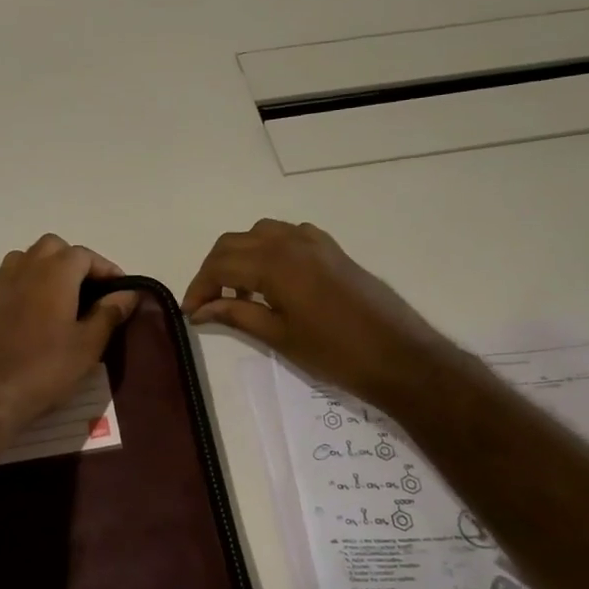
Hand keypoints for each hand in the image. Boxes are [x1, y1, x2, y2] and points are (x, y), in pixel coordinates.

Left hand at [0, 235, 139, 441]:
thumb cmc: (45, 368)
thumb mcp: (88, 345)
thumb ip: (109, 313)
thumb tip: (128, 293)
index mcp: (55, 273)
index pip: (85, 255)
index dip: (106, 269)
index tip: (121, 291)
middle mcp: (26, 268)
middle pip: (53, 247)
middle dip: (75, 262)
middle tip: (92, 292)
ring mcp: (1, 283)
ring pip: (27, 258)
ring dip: (47, 268)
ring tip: (63, 297)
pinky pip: (10, 278)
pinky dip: (27, 283)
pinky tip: (35, 312)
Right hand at [181, 220, 440, 403]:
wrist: (398, 355)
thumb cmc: (334, 352)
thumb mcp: (278, 336)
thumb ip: (236, 315)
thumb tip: (200, 310)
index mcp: (275, 263)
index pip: (220, 265)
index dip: (199, 287)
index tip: (191, 312)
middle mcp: (291, 242)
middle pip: (235, 242)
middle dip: (214, 269)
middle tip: (207, 302)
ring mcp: (315, 242)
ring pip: (261, 233)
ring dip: (240, 256)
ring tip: (239, 291)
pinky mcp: (332, 249)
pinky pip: (289, 235)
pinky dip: (269, 249)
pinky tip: (273, 278)